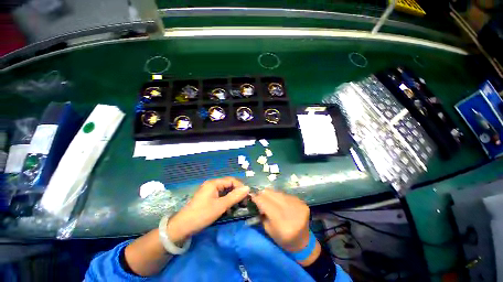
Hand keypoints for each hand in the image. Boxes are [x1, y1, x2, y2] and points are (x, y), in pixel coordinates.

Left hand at [167, 177, 248, 242]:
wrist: (182, 227)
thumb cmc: (202, 215)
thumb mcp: (220, 206)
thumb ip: (235, 196)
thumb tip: (247, 188)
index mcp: (214, 183)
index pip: (231, 180)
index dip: (240, 187)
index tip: (247, 196)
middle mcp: (212, 185)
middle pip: (228, 185)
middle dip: (237, 193)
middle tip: (243, 203)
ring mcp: (209, 192)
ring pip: (225, 192)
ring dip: (232, 198)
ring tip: (238, 207)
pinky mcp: (208, 198)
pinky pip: (221, 197)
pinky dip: (226, 202)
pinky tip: (229, 209)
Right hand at [250, 189, 310, 252]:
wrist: (303, 242)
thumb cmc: (283, 239)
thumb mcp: (268, 230)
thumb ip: (262, 214)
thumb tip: (257, 199)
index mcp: (281, 222)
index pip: (265, 203)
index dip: (257, 198)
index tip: (251, 195)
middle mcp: (290, 210)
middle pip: (272, 194)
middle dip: (263, 194)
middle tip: (259, 196)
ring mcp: (297, 204)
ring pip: (278, 192)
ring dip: (271, 194)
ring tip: (269, 199)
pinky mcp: (302, 202)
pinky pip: (286, 194)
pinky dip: (280, 197)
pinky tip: (280, 202)